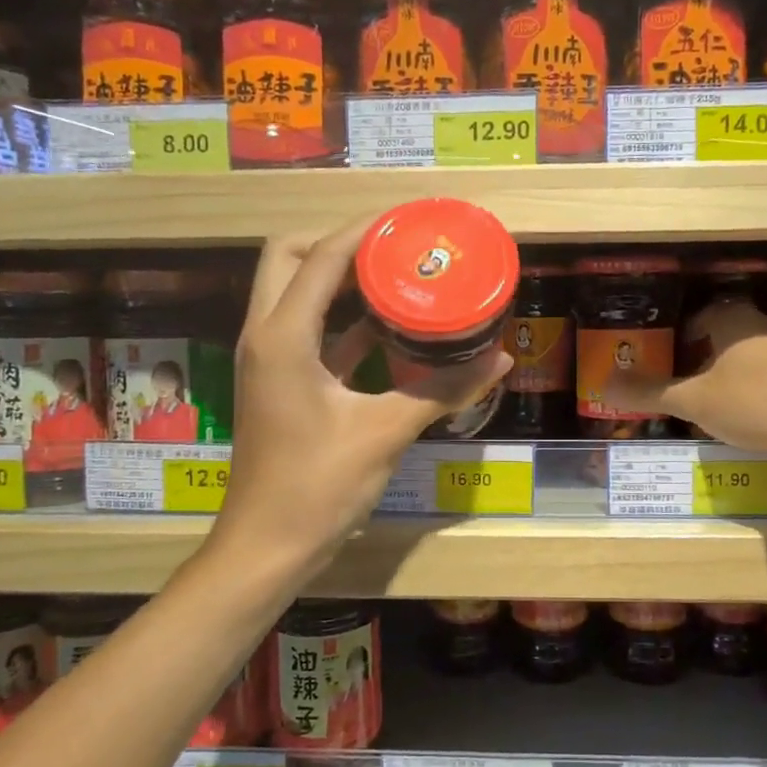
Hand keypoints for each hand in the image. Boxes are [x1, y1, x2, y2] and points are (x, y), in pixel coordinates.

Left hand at [211, 217, 513, 580]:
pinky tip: (391, 330)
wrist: (267, 548)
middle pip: (289, 257)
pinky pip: (310, 333)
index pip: (320, 256)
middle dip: (338, 242)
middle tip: (393, 247)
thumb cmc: (317, 486)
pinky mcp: (281, 384)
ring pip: (295, 293)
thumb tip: (500, 359)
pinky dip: (344, 321)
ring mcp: (270, 360)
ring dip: (339, 278)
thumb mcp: (385, 432)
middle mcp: (266, 335)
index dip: (364, 229)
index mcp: (283, 336)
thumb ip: (443, 391)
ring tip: (397, 274)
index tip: (409, 219)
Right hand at [606, 299, 766, 459]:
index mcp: (735, 320)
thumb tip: (603, 386)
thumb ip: (650, 393)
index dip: (685, 330)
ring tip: (722, 396)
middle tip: (692, 377)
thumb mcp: (694, 401)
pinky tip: (760, 412)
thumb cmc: (755, 402)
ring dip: (740, 367)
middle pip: (732, 328)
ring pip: (759, 350)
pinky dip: (765, 385)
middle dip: (711, 350)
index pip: (704, 312)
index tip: (672, 353)